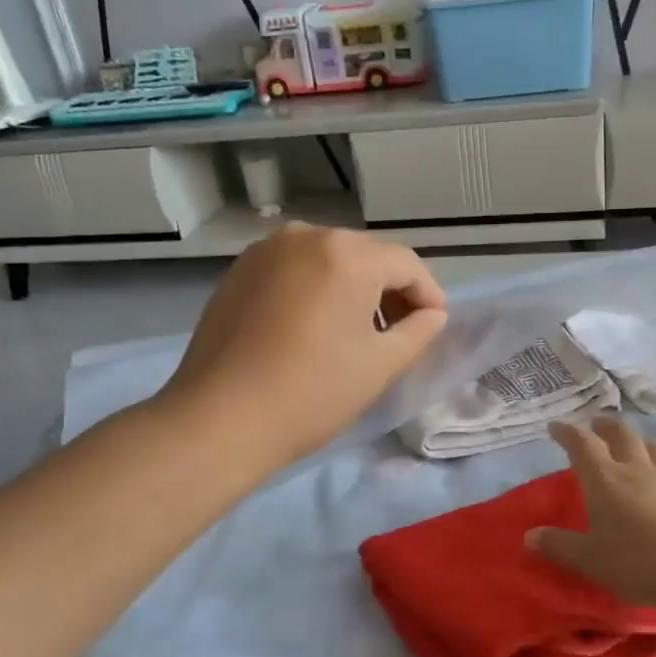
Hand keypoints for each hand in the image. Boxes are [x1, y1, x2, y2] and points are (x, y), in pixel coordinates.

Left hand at [161, 223, 447, 469]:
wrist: (219, 420)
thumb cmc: (312, 392)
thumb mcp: (380, 364)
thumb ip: (419, 331)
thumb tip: (431, 314)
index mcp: (346, 253)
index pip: (406, 264)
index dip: (428, 295)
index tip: (436, 326)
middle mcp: (305, 236)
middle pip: (366, 256)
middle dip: (390, 290)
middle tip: (400, 332)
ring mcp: (265, 251)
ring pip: (328, 261)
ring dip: (353, 289)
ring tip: (357, 333)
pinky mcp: (238, 272)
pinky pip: (294, 271)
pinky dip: (316, 290)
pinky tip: (314, 328)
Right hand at [527, 416, 655, 616]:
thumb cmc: (634, 561)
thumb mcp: (587, 558)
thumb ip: (558, 545)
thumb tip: (529, 536)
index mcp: (605, 479)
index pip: (582, 444)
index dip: (567, 432)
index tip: (556, 427)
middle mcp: (637, 471)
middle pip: (623, 435)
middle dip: (607, 426)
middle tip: (597, 424)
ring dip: (643, 442)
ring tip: (636, 444)